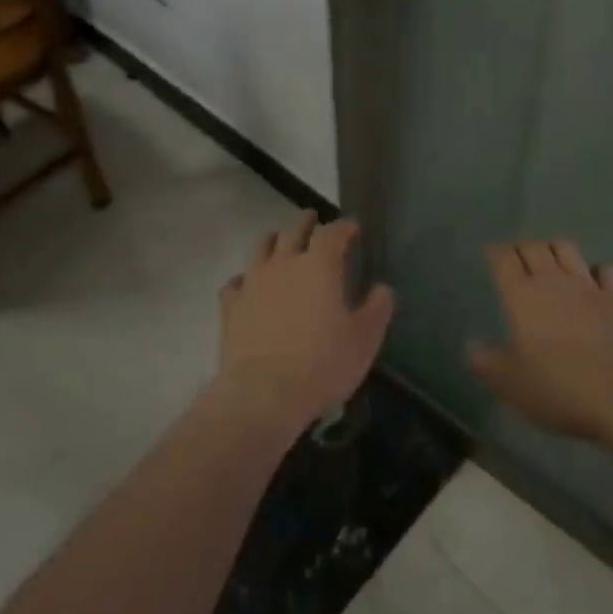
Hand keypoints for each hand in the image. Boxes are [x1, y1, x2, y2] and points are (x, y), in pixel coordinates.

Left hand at [215, 212, 394, 429]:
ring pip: (261, 247)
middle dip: (307, 223)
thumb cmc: (322, 363)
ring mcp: (253, 281)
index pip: (332, 232)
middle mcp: (284, 263)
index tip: (351, 227)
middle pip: (294, 230)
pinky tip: (248, 285)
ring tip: (280, 241)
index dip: (343, 227)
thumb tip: (382, 288)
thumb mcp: (365, 339)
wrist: (263, 393)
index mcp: (319, 265)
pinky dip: (246, 278)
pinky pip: (236, 281)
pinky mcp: (231, 305)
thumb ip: (377, 308)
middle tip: (314, 219)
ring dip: (274, 240)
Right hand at [469, 239, 612, 441]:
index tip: (489, 253)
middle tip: (515, 256)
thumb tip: (472, 345)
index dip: (494, 252)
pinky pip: (607, 270)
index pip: (503, 259)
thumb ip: (487, 361)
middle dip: (521, 246)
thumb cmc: (557, 387)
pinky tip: (593, 279)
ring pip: (567, 249)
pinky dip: (597, 269)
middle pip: (534, 247)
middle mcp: (553, 281)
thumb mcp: (510, 383)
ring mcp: (588, 287)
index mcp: (521, 295)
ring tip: (549, 258)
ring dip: (554, 248)